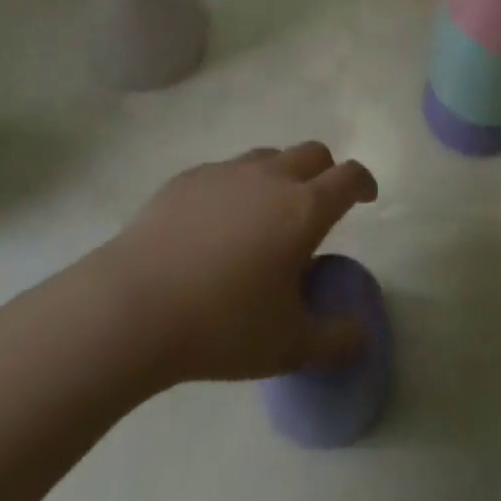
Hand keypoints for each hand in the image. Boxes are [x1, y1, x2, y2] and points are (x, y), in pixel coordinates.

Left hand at [104, 143, 377, 386]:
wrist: (134, 306)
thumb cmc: (221, 325)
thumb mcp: (287, 346)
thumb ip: (334, 341)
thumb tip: (362, 335)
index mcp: (304, 209)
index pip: (349, 177)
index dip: (363, 182)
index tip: (366, 197)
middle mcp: (271, 177)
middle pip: (313, 153)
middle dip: (325, 173)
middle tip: (318, 206)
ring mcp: (228, 172)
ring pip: (269, 156)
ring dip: (280, 175)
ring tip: (266, 215)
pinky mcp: (189, 178)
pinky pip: (226, 171)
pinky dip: (236, 188)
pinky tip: (216, 225)